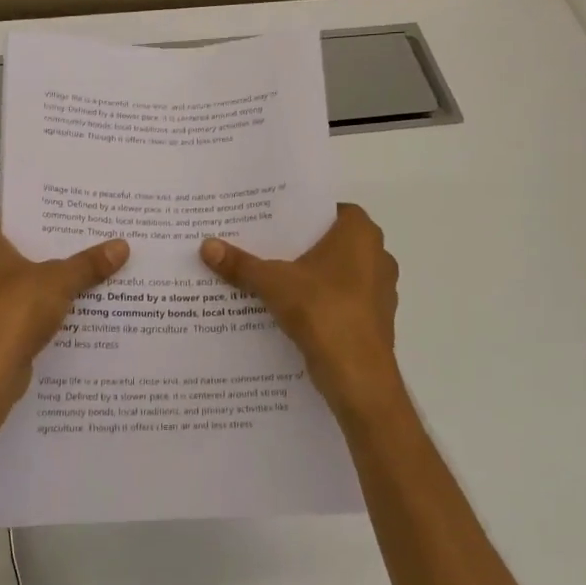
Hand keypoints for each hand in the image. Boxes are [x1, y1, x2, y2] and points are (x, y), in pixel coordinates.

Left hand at [0, 211, 127, 411]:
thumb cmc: (12, 311)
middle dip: (41, 252)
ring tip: (76, 279)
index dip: (38, 217)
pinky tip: (57, 313)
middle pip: (8, 249)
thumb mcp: (58, 281)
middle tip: (80, 246)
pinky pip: (3, 309)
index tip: (69, 221)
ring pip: (6, 282)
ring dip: (34, 283)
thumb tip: (122, 246)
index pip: (7, 215)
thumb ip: (88, 263)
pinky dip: (25, 310)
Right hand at [200, 204, 401, 421]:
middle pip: (331, 242)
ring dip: (310, 276)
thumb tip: (206, 245)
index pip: (328, 209)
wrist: (358, 375)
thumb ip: (241, 264)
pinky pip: (342, 300)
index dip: (300, 214)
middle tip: (263, 246)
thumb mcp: (273, 283)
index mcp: (360, 233)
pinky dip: (320, 302)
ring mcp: (380, 289)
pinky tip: (290, 310)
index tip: (271, 220)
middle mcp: (378, 255)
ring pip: (337, 273)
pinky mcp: (375, 319)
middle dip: (300, 246)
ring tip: (271, 278)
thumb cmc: (322, 311)